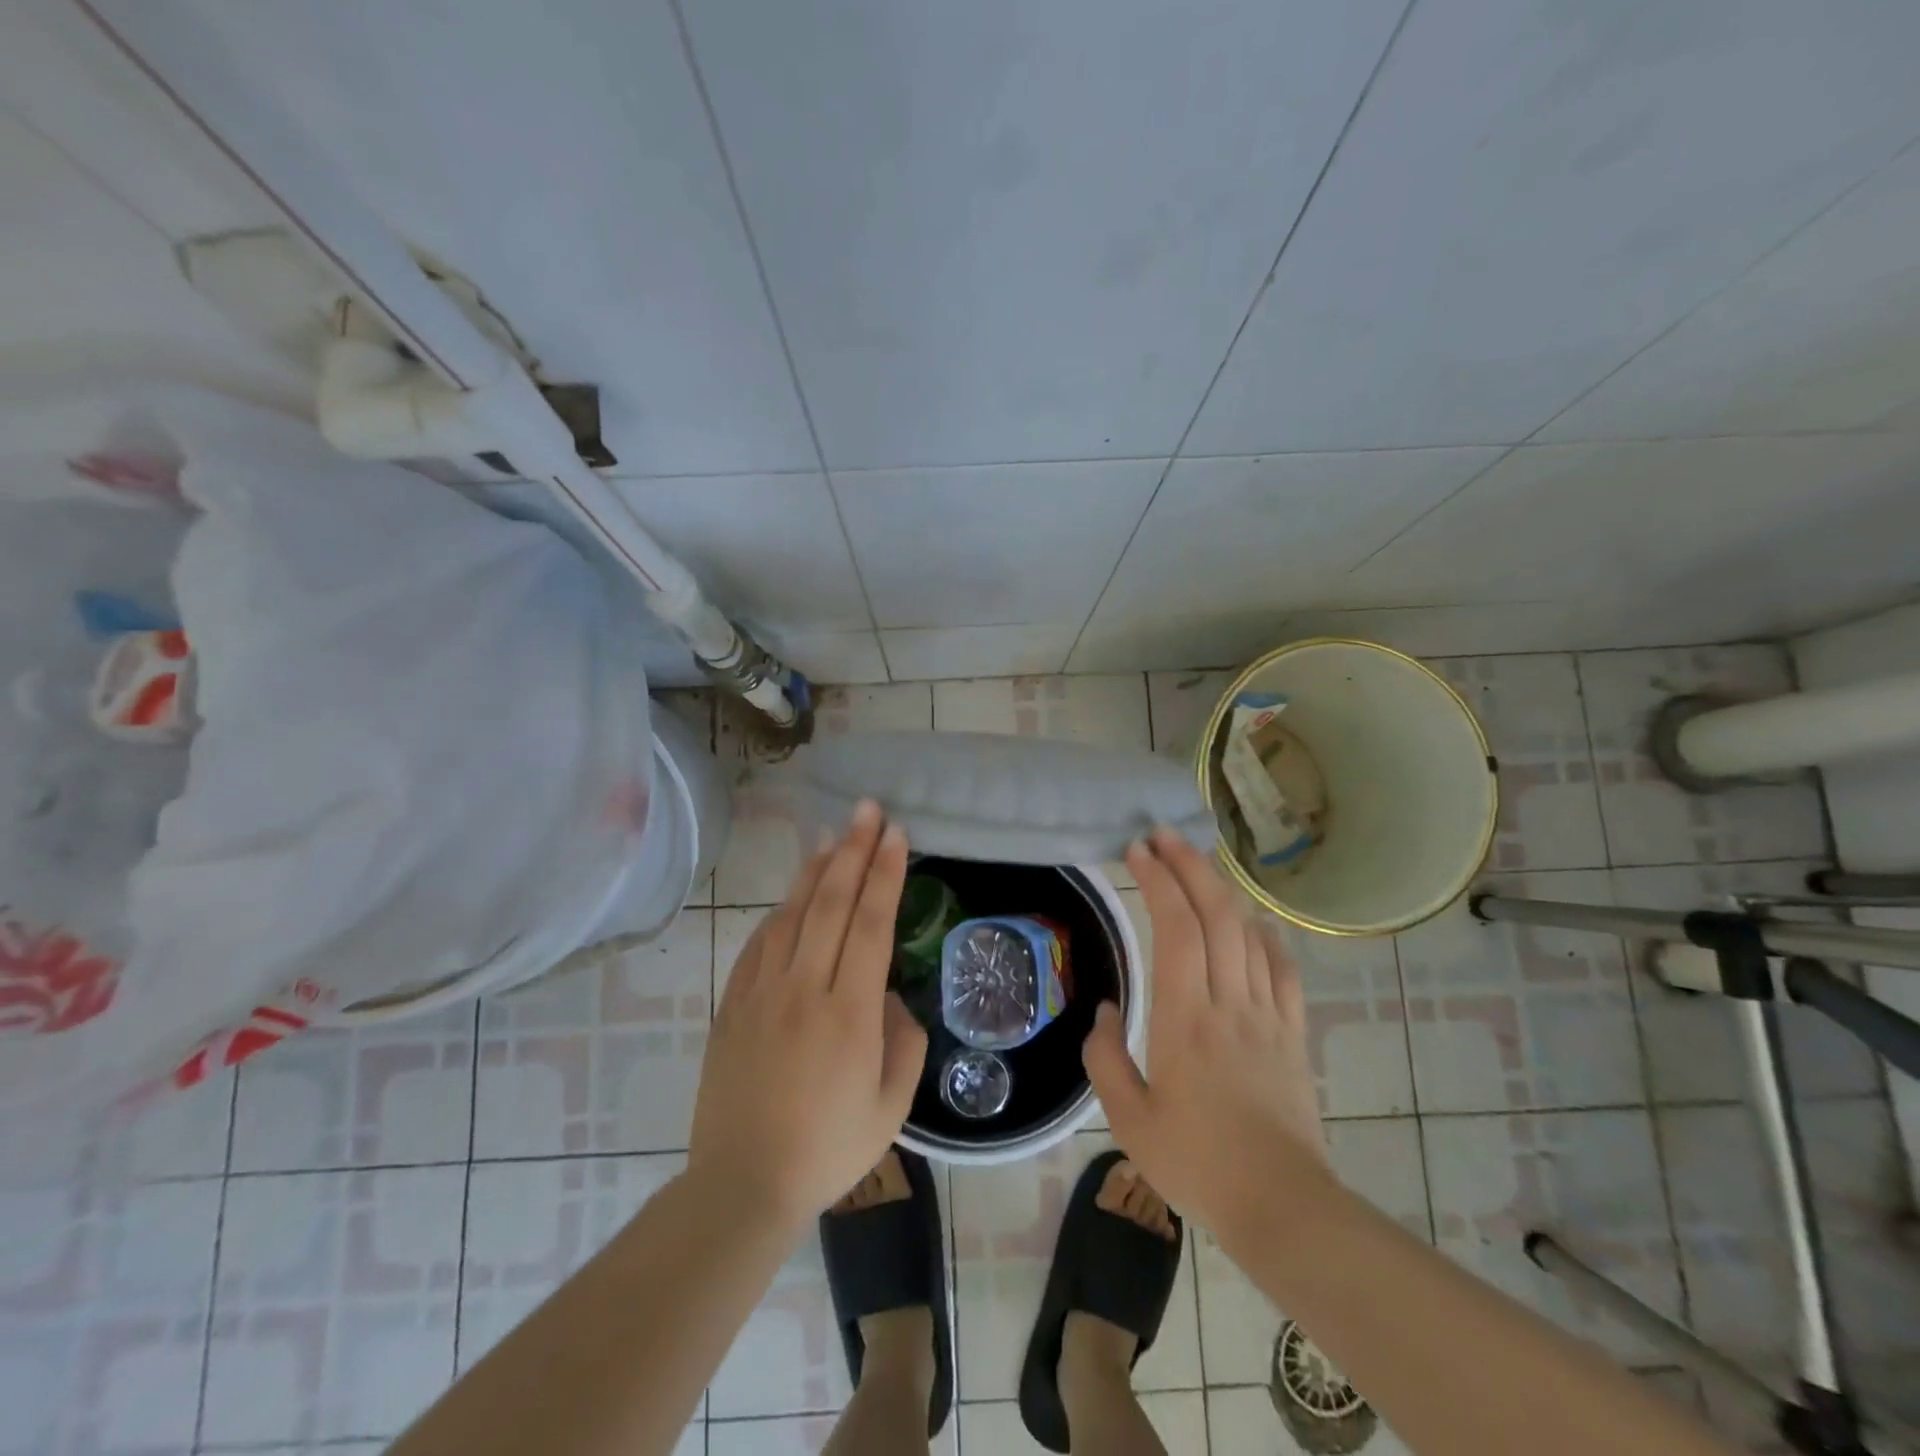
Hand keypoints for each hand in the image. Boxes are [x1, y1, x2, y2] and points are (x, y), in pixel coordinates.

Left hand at [688, 800, 927, 1233]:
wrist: (742, 1184)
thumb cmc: (828, 1149)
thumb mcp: (892, 1105)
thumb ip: (904, 1040)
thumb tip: (890, 997)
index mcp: (849, 1012)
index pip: (870, 922)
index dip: (884, 873)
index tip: (895, 834)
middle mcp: (804, 988)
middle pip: (831, 902)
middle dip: (853, 850)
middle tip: (868, 811)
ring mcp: (761, 992)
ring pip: (792, 913)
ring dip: (816, 869)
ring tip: (833, 835)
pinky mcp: (732, 1003)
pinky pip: (759, 942)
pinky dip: (781, 909)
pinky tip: (792, 895)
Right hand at [1083, 827, 1327, 1251]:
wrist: (1283, 1207)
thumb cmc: (1197, 1163)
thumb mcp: (1128, 1119)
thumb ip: (1105, 1057)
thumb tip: (1108, 1011)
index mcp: (1185, 1018)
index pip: (1176, 928)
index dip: (1158, 881)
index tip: (1137, 851)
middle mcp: (1229, 1002)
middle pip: (1216, 914)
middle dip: (1189, 866)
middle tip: (1163, 836)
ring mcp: (1267, 1015)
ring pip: (1249, 933)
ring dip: (1222, 891)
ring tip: (1197, 867)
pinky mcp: (1292, 1034)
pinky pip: (1282, 970)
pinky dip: (1265, 937)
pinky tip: (1253, 925)